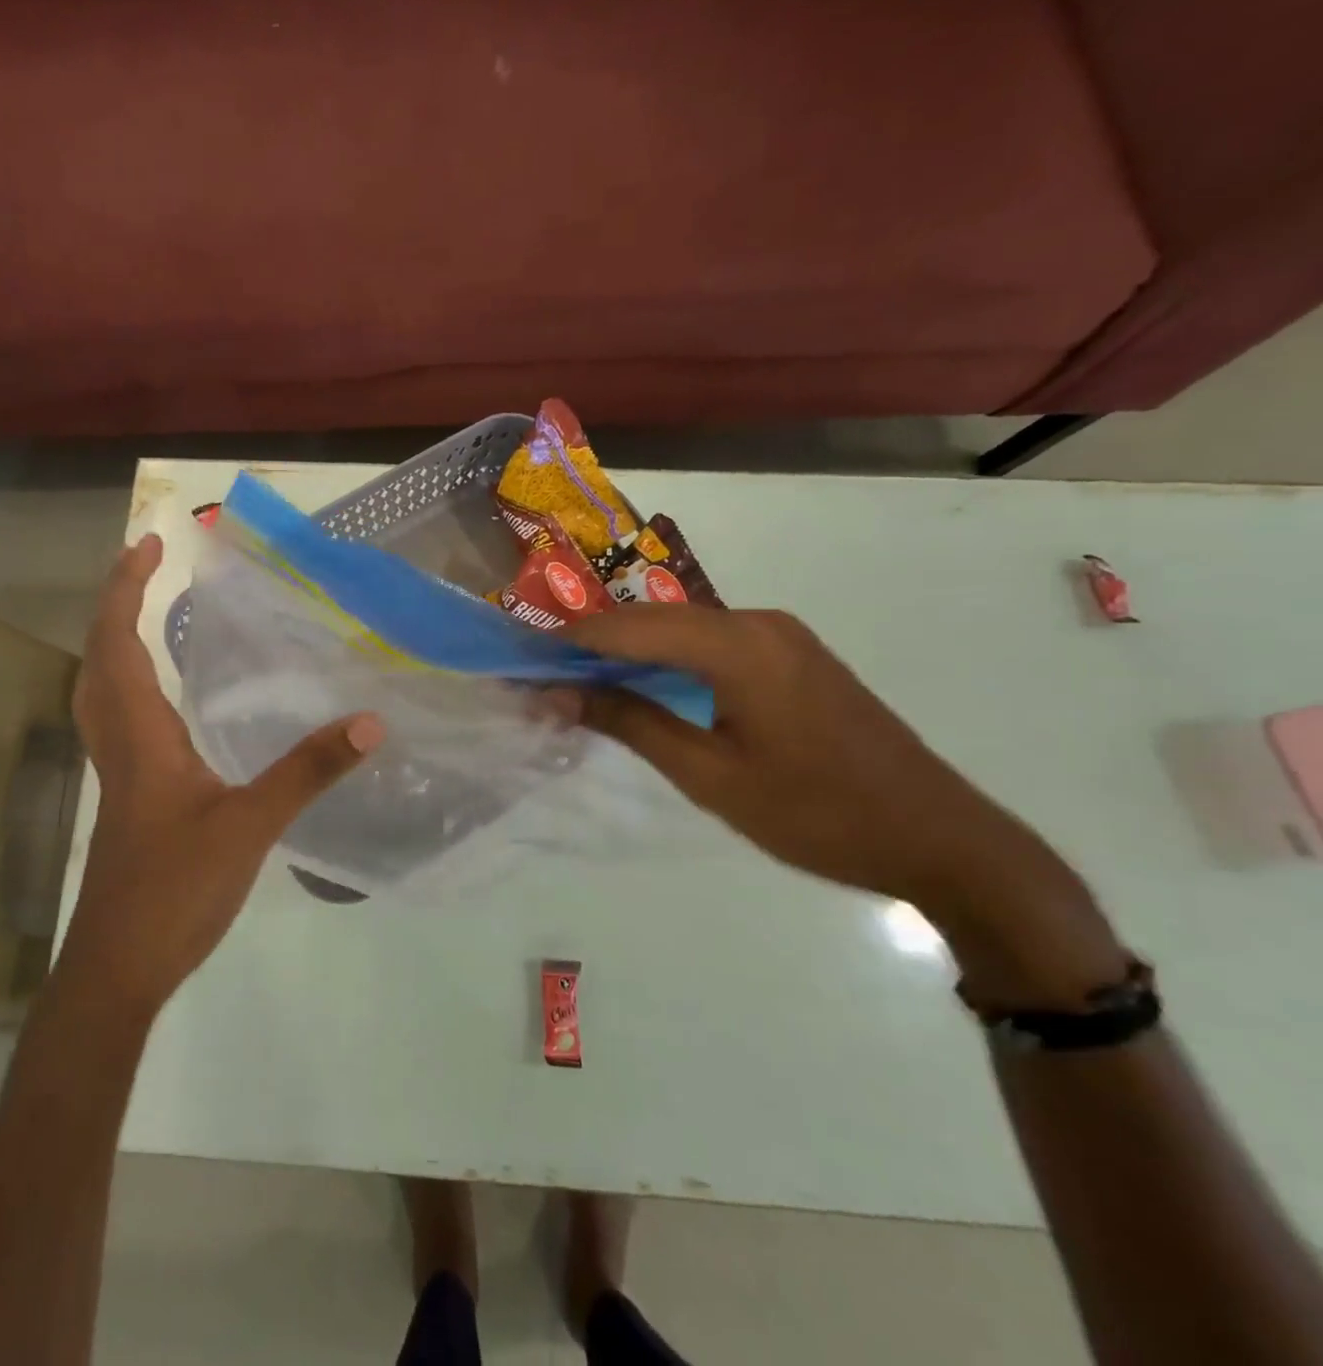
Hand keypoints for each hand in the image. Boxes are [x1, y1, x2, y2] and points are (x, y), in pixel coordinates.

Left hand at [60, 534, 384, 1018]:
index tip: (148, 545)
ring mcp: (122, 773)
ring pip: (104, 690)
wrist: (120, 966)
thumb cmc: (174, 890)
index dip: (125, 590)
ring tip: (150, 611)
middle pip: (99, 658)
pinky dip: (133, 685)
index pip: (118, 644)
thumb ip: (308, 771)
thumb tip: (369, 721)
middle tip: (146, 565)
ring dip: (118, 642)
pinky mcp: (132, 798)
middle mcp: (121, 744)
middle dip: (116, 603)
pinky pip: (122, 721)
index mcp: (140, 736)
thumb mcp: (250, 825)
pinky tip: (169, 700)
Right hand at [569, 604, 1123, 1002]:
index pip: (629, 626)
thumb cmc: (816, 814)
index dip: (570, 641)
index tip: (520, 660)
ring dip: (629, 652)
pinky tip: (642, 687)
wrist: (940, 840)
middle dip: (594, 644)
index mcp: (738, 644)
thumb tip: (555, 693)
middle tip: (541, 677)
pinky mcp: (794, 657)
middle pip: (653, 620)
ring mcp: (781, 636)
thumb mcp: (709, 774)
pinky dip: (667, 661)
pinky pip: (712, 644)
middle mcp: (758, 622)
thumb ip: (629, 722)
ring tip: (578, 682)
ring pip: (682, 630)